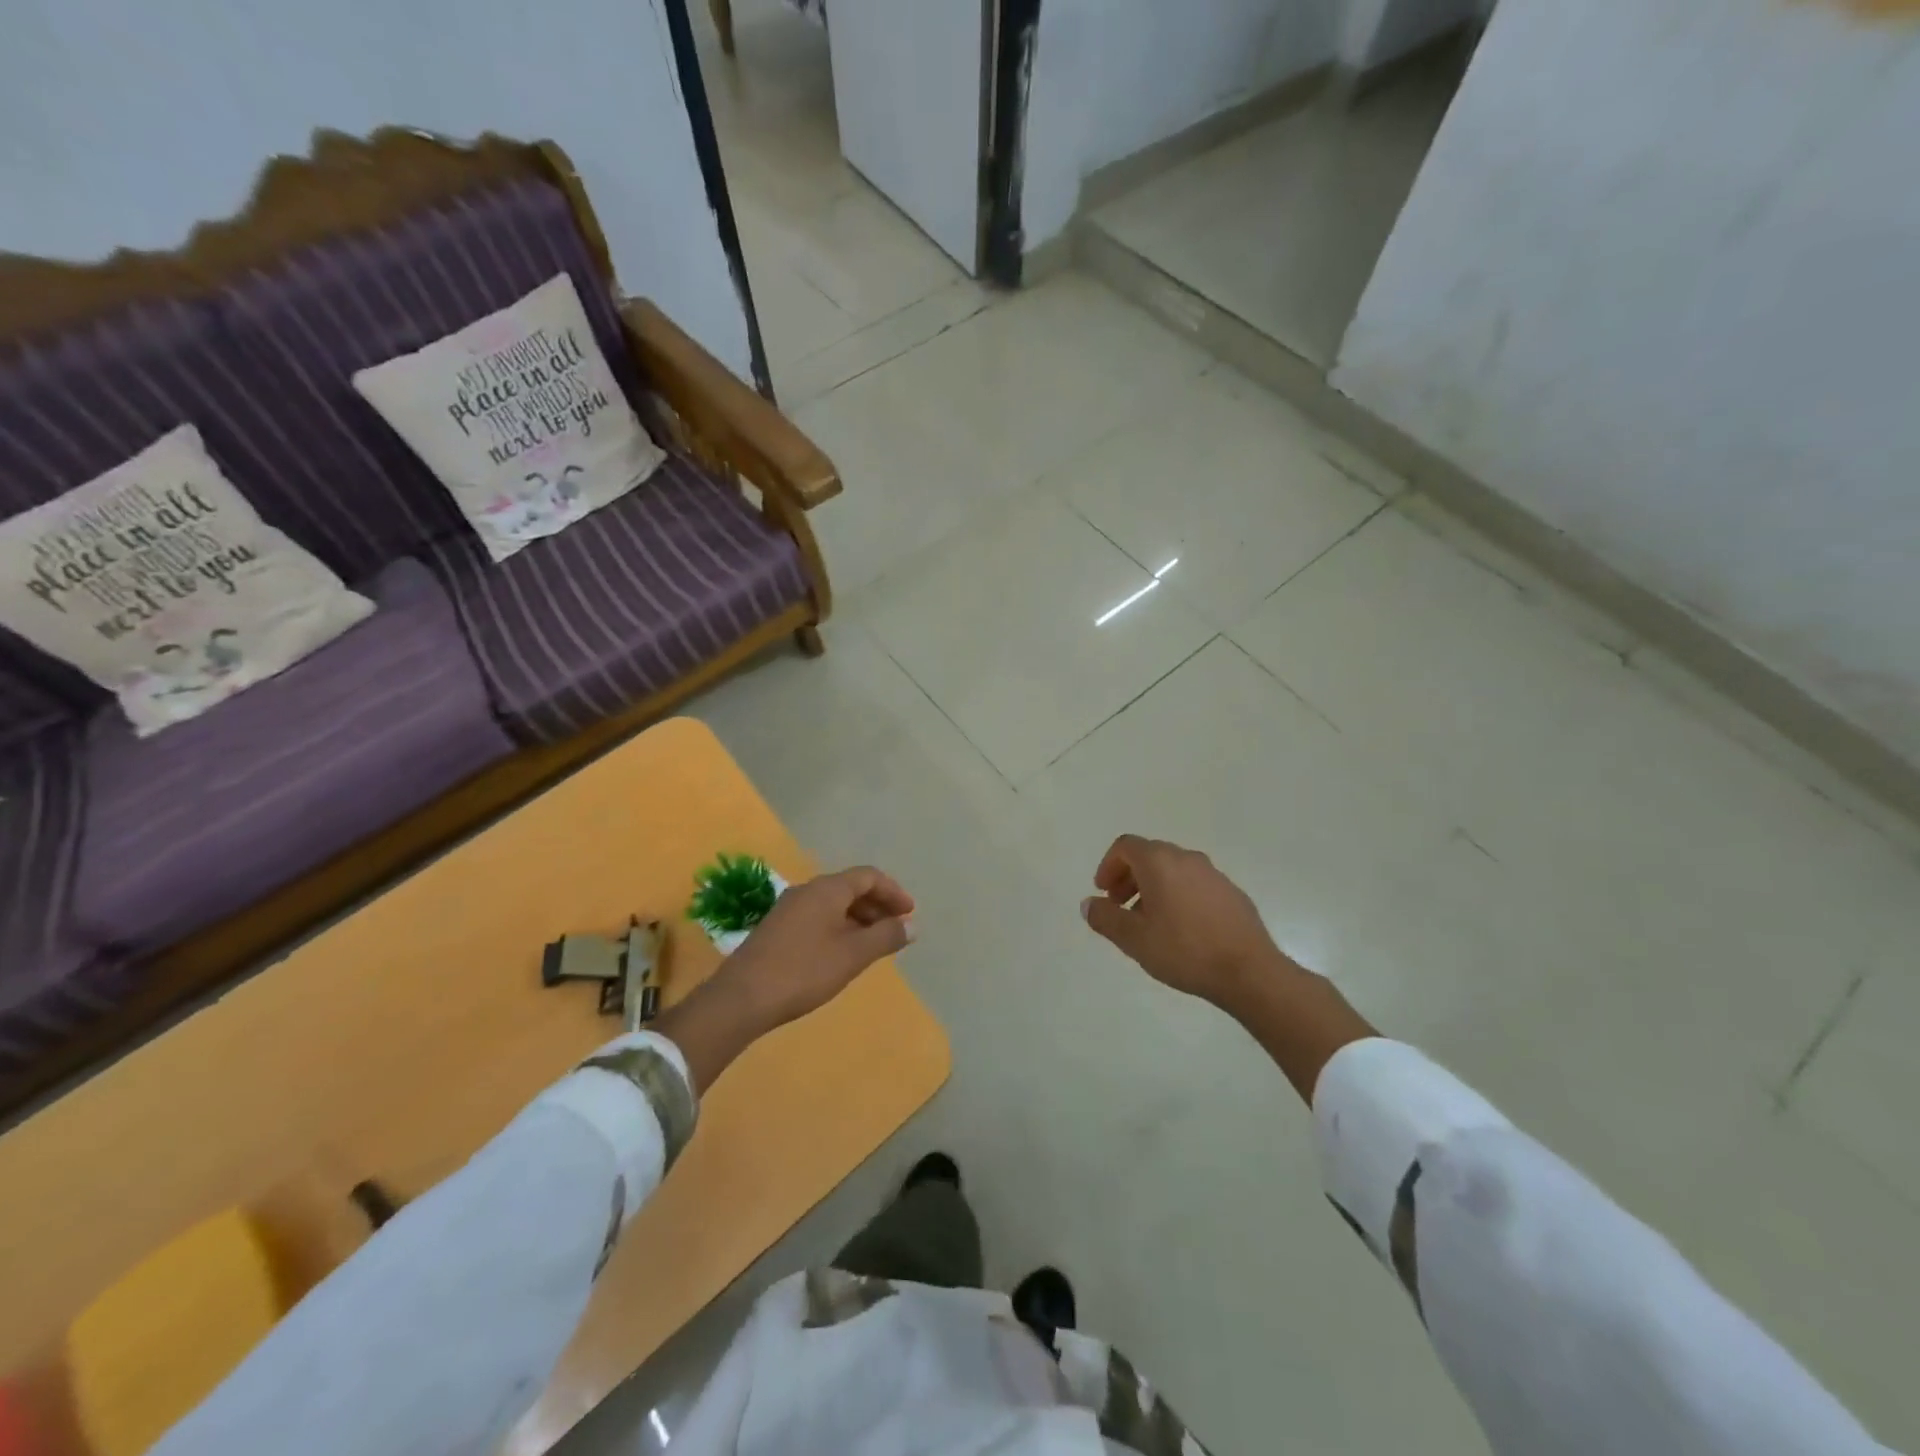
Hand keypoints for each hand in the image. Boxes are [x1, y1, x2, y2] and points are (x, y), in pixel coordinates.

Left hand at [655, 867, 914, 1093]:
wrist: (741, 998)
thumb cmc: (804, 971)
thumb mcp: (852, 955)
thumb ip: (885, 936)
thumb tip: (911, 925)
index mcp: (827, 889)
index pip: (868, 876)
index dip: (893, 892)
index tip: (910, 914)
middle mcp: (807, 891)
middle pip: (850, 888)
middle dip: (877, 906)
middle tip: (896, 930)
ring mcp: (789, 909)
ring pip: (833, 904)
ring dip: (858, 918)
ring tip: (874, 944)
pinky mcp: (777, 929)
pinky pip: (818, 918)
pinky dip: (839, 927)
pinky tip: (843, 953)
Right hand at [1082, 835, 1375, 1100]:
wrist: (1249, 971)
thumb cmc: (1184, 950)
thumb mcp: (1133, 939)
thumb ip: (1105, 918)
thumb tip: (1089, 904)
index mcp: (1160, 862)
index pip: (1126, 846)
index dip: (1108, 865)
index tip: (1104, 893)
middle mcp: (1187, 859)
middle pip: (1150, 855)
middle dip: (1129, 877)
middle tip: (1120, 907)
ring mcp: (1214, 875)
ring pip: (1174, 870)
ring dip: (1154, 888)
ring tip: (1149, 923)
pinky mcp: (1232, 894)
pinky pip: (1195, 885)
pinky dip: (1178, 896)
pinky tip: (1181, 930)